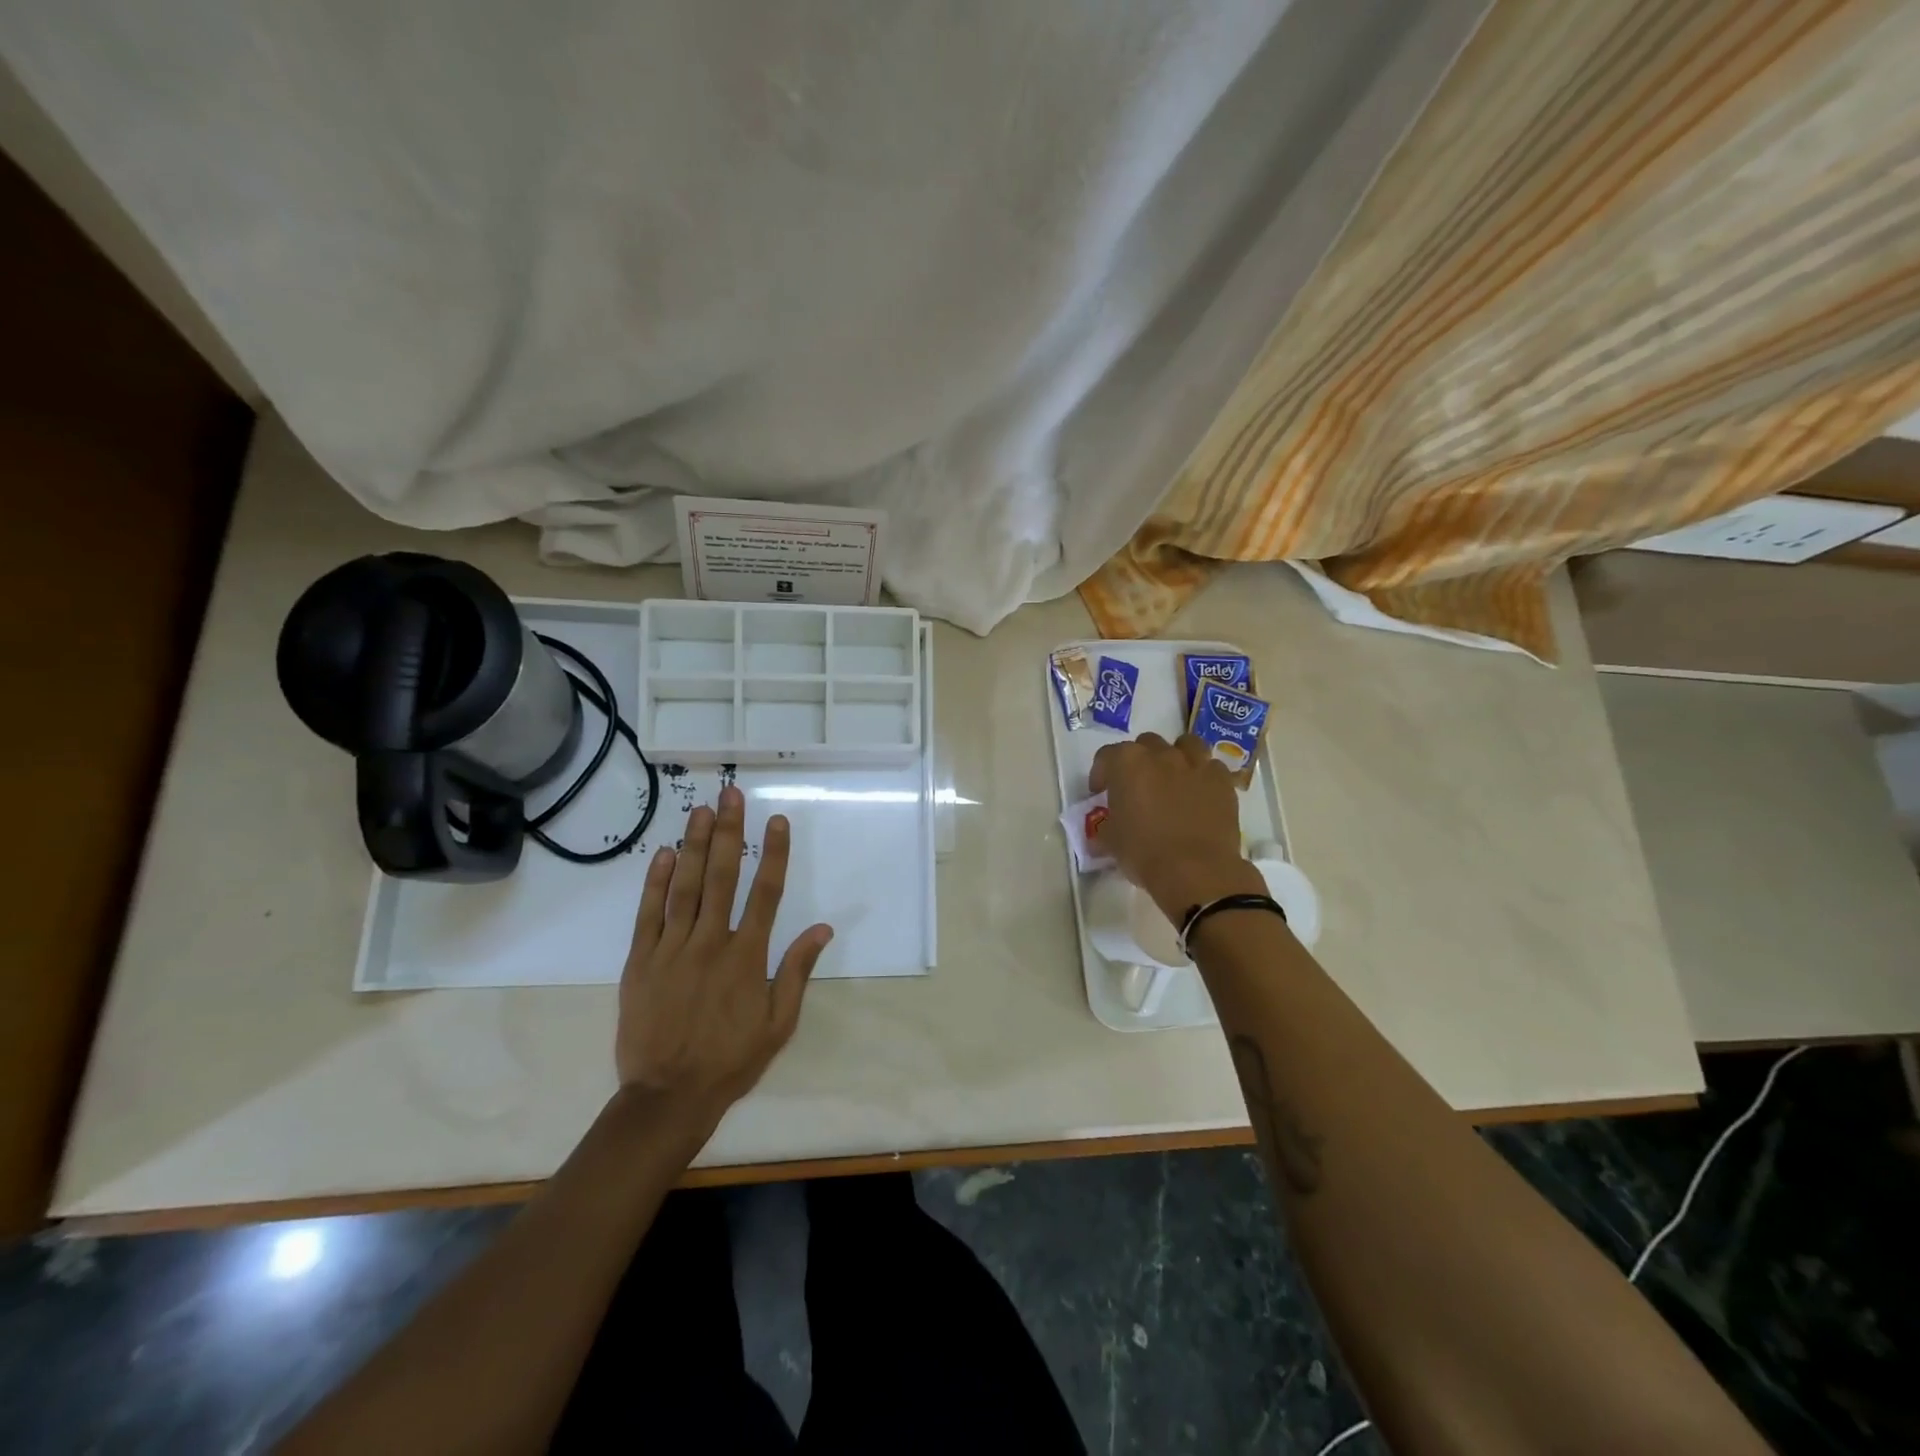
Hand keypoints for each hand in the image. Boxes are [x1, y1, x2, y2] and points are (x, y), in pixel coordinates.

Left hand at [615, 784, 832, 1132]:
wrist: (668, 1096)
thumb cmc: (732, 1060)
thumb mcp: (779, 1023)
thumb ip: (798, 971)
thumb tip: (823, 928)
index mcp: (749, 956)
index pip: (766, 893)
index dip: (773, 853)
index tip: (777, 820)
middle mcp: (711, 942)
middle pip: (723, 877)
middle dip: (729, 832)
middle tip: (731, 794)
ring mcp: (672, 949)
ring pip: (685, 887)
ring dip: (693, 845)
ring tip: (699, 810)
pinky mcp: (641, 961)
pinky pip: (649, 914)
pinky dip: (656, 883)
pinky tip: (663, 854)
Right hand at [1089, 732, 1263, 919]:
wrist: (1195, 870)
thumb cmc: (1144, 852)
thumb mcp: (1111, 841)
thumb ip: (1105, 826)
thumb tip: (1104, 829)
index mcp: (1127, 763)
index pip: (1106, 756)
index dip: (1101, 774)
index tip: (1101, 793)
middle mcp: (1161, 755)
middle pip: (1146, 744)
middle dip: (1139, 761)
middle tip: (1138, 787)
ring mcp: (1195, 764)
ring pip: (1185, 744)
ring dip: (1176, 756)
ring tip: (1173, 779)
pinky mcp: (1222, 781)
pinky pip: (1211, 767)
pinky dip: (1203, 776)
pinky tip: (1200, 794)